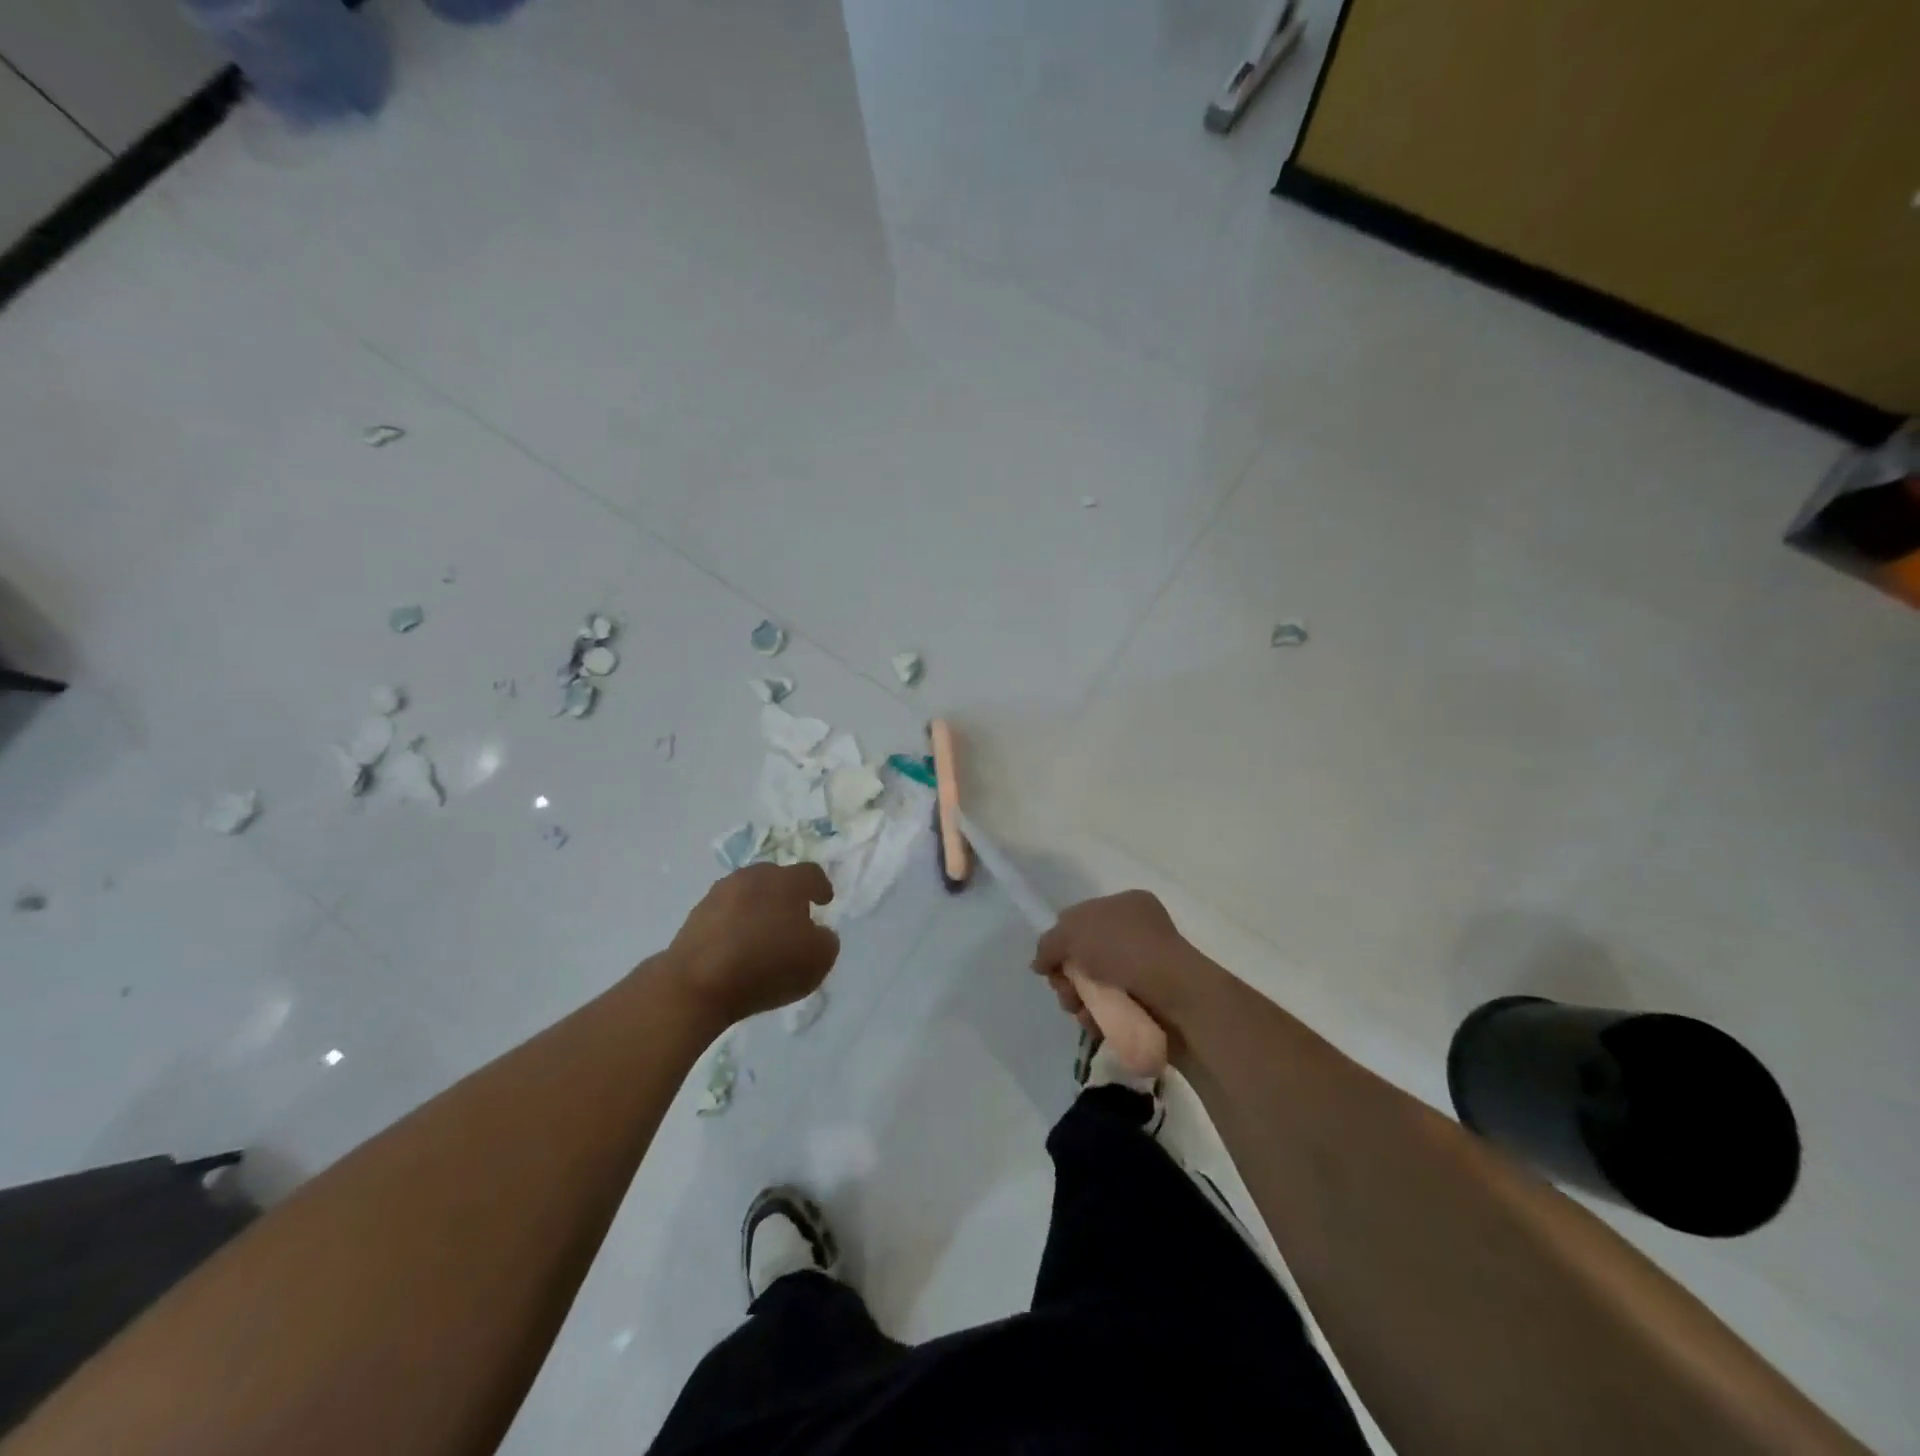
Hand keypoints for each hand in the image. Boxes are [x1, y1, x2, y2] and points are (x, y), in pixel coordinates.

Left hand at [667, 863, 838, 1026]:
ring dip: (758, 908)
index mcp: (785, 881)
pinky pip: (724, 914)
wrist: (696, 984)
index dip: (821, 887)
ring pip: (747, 894)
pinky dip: (735, 926)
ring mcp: (719, 894)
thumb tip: (817, 933)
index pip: (811, 874)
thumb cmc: (766, 966)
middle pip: (776, 878)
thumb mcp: (817, 960)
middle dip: (787, 895)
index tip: (824, 901)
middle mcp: (752, 878)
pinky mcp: (695, 916)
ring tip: (762, 935)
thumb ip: (825, 941)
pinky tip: (737, 949)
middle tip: (793, 919)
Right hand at [1032, 890, 1216, 1038]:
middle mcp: (1138, 933)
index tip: (1051, 963)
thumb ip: (1049, 944)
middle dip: (1068, 977)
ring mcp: (1146, 969)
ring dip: (1080, 1000)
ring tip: (1082, 1013)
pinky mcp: (1151, 1003)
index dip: (1061, 941)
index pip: (1081, 918)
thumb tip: (1040, 963)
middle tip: (1066, 993)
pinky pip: (1114, 1008)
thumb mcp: (1074, 934)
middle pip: (1085, 955)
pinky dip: (1100, 1017)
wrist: (1178, 997)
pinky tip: (1096, 1024)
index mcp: (1126, 905)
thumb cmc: (1125, 951)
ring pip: (1096, 985)